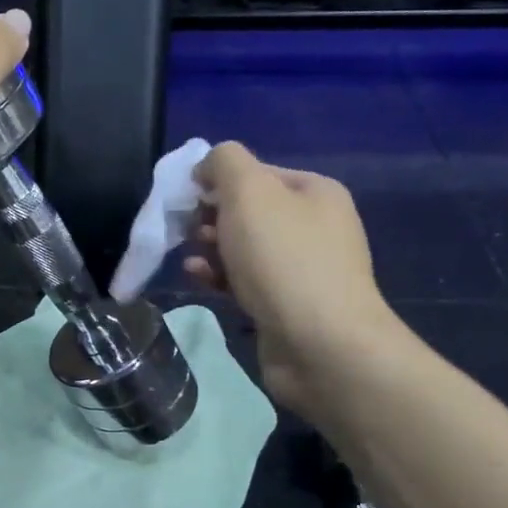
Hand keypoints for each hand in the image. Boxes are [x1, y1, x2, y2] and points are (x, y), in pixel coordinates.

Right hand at [183, 142, 401, 416]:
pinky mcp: (286, 305)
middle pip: (248, 211)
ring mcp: (302, 269)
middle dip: (211, 217)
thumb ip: (224, 162)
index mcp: (315, 192)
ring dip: (210, 249)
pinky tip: (197, 278)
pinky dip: (218, 277)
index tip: (187, 199)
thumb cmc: (283, 259)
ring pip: (243, 248)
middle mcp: (314, 226)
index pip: (256, 172)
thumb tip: (207, 166)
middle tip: (188, 231)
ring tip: (190, 257)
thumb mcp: (249, 191)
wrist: (320, 344)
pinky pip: (244, 281)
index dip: (217, 181)